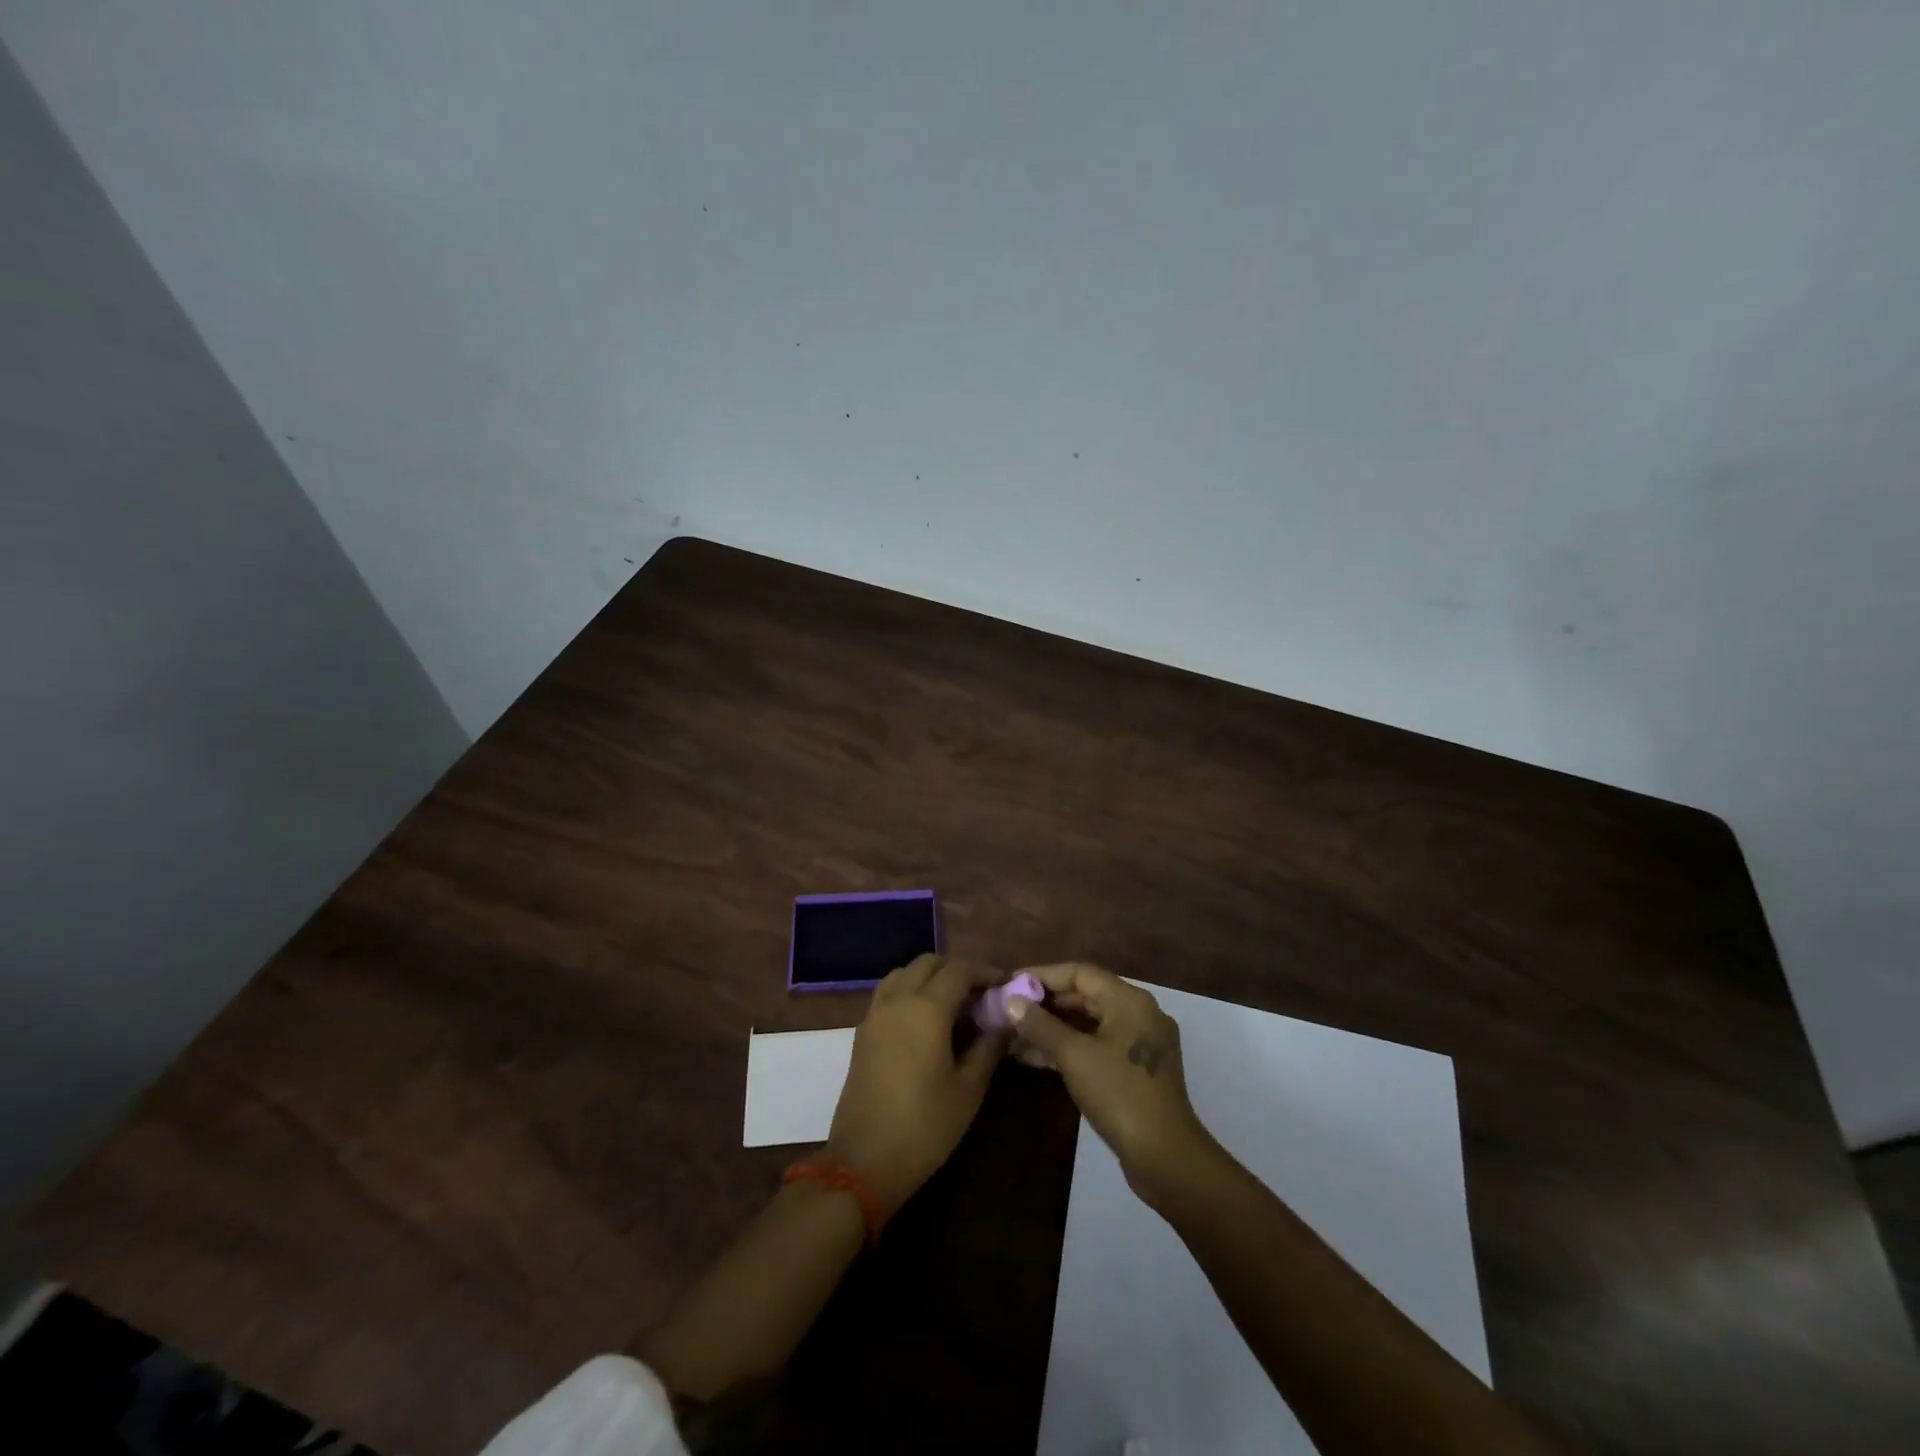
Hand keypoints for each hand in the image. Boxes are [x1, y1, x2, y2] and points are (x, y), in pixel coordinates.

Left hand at [826, 954, 1008, 1208]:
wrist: (864, 1162)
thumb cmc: (924, 1126)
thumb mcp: (968, 1089)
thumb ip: (989, 1047)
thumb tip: (1005, 1022)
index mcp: (927, 1008)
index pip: (960, 970)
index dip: (985, 972)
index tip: (1005, 985)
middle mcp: (898, 1000)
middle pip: (928, 963)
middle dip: (956, 970)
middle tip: (980, 994)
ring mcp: (875, 1014)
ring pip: (904, 974)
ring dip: (929, 977)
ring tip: (953, 1004)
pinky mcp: (862, 1032)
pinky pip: (888, 993)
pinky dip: (909, 991)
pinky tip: (925, 1021)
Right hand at [1006, 963, 1213, 1206]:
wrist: (1165, 1157)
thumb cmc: (1119, 1094)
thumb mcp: (1074, 1055)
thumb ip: (1040, 1025)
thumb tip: (1010, 1001)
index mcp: (1130, 1000)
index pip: (1080, 973)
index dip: (1043, 975)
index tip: (1011, 983)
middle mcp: (1137, 1014)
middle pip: (1084, 996)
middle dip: (1045, 1003)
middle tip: (1009, 1009)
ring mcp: (1137, 1044)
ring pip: (1088, 1024)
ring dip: (1052, 1028)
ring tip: (1013, 1035)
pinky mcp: (1133, 1070)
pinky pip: (1095, 1046)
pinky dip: (1067, 1048)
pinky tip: (1034, 1057)